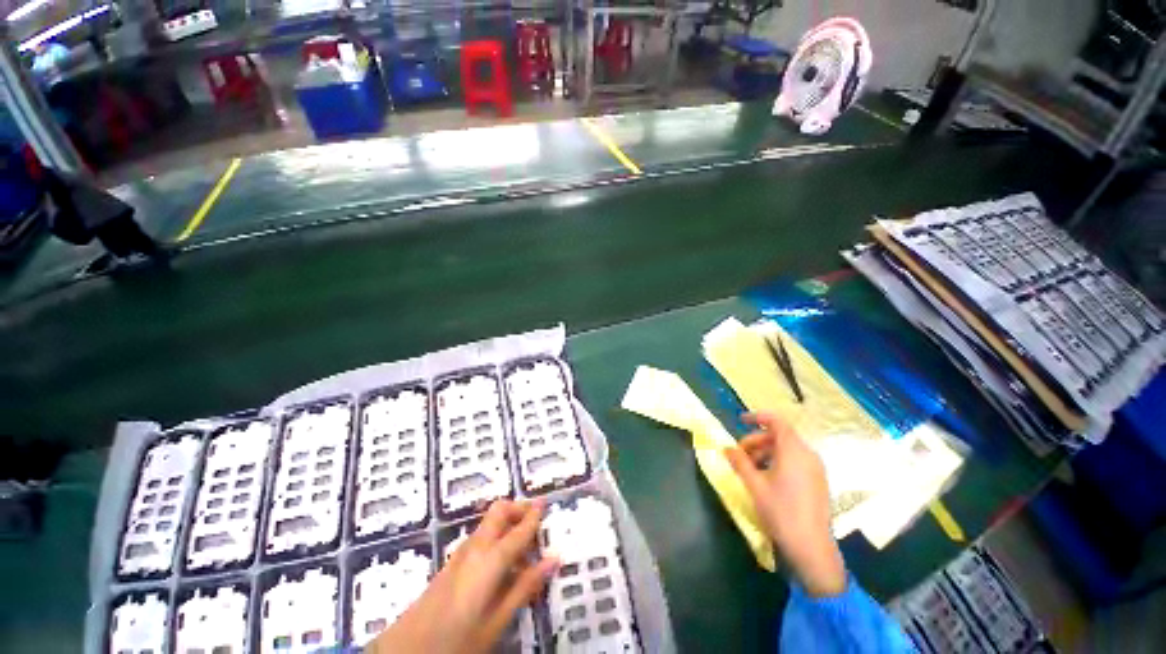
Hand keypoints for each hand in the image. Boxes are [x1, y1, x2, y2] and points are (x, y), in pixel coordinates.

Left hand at [367, 500, 558, 652]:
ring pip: (484, 528)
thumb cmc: (462, 636)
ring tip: (528, 538)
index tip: (546, 502)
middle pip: (493, 517)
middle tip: (537, 511)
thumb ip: (525, 587)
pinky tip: (504, 561)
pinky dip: (494, 540)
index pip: (516, 533)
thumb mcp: (501, 618)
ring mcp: (456, 559)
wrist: (413, 644)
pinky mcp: (449, 569)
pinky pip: (476, 543)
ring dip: (504, 525)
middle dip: (515, 509)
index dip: (532, 518)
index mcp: (488, 563)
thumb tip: (552, 560)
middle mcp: (470, 552)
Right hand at [724, 412, 845, 596]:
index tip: (740, 421)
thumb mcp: (756, 488)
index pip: (777, 421)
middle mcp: (807, 452)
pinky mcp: (818, 480)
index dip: (758, 417)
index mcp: (793, 450)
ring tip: (752, 471)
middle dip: (759, 441)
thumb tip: (727, 448)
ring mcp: (816, 466)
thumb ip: (741, 465)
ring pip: (790, 450)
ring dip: (769, 453)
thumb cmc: (780, 512)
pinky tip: (770, 482)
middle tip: (739, 456)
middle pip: (782, 436)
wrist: (809, 540)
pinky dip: (781, 463)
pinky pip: (798, 461)